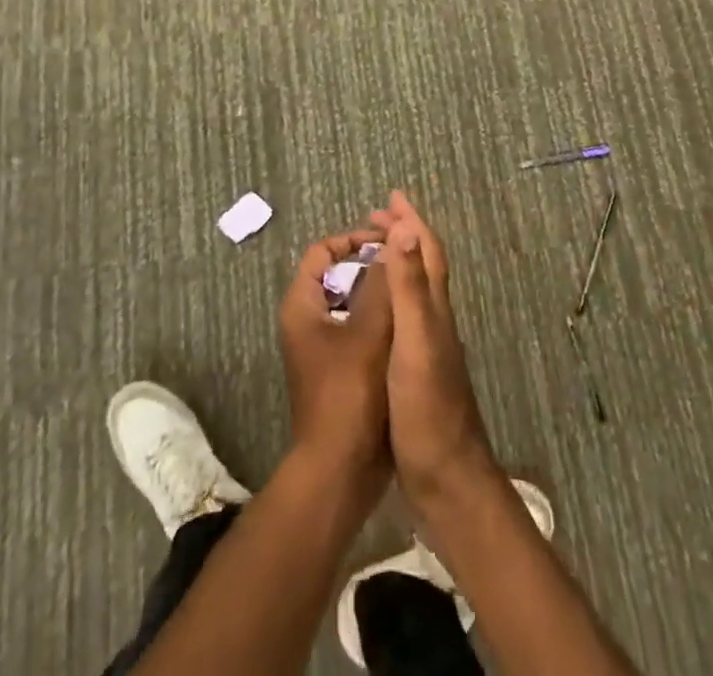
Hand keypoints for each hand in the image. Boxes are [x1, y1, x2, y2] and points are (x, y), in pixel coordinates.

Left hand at [278, 230, 395, 486]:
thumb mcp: (368, 333)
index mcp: (301, 305)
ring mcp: (321, 348)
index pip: (322, 251)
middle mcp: (306, 321)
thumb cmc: (349, 395)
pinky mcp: (338, 371)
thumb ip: (381, 285)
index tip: (387, 242)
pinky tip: (407, 329)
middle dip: (369, 267)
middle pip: (336, 275)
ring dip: (377, 295)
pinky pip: (357, 331)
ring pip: (350, 305)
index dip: (353, 240)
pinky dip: (379, 323)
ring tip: (410, 293)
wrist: (339, 472)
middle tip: (404, 265)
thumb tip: (395, 241)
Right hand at [369, 192, 497, 504]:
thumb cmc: (427, 409)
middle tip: (374, 219)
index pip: (426, 251)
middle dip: (402, 235)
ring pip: (415, 290)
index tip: (391, 197)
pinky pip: (404, 316)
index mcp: (434, 310)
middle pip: (422, 265)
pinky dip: (391, 295)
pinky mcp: (417, 371)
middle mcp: (435, 321)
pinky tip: (375, 309)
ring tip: (371, 253)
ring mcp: (428, 347)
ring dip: (397, 262)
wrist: (447, 480)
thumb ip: (410, 288)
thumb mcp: (414, 343)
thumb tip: (406, 228)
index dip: (411, 221)